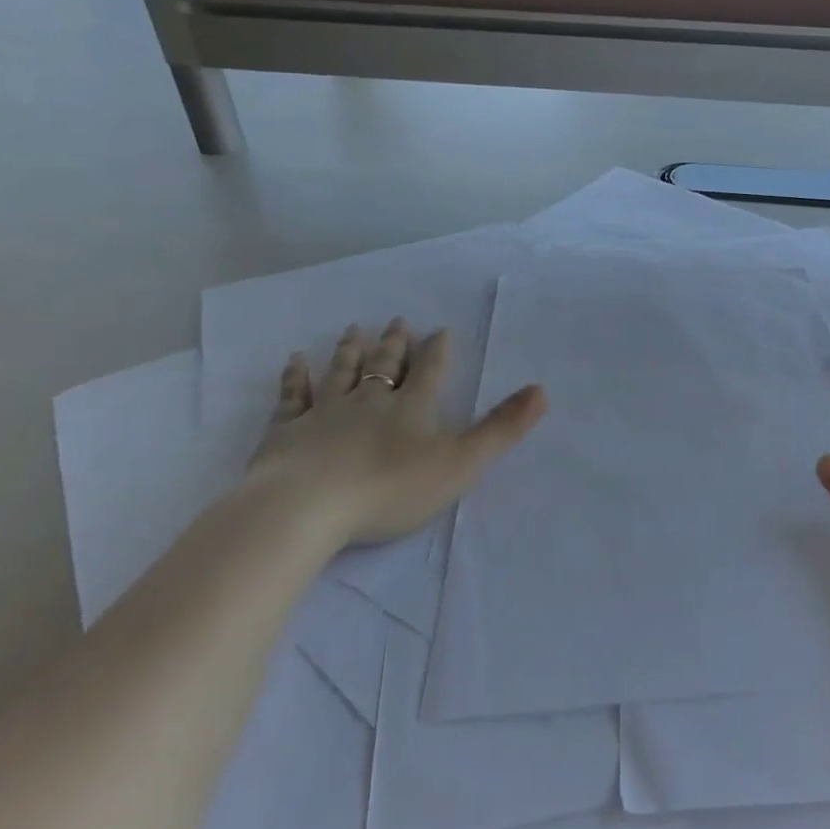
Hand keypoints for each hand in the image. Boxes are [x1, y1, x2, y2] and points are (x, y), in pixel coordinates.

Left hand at [246, 318, 546, 549]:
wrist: (307, 507)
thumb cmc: (391, 488)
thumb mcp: (461, 462)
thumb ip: (501, 428)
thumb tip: (542, 389)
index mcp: (412, 408)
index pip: (430, 372)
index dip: (438, 351)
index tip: (440, 329)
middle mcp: (369, 401)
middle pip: (385, 366)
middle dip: (394, 344)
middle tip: (397, 321)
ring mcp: (325, 413)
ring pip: (341, 373)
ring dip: (349, 351)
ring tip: (354, 329)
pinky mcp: (287, 432)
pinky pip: (293, 397)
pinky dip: (295, 378)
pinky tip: (294, 361)